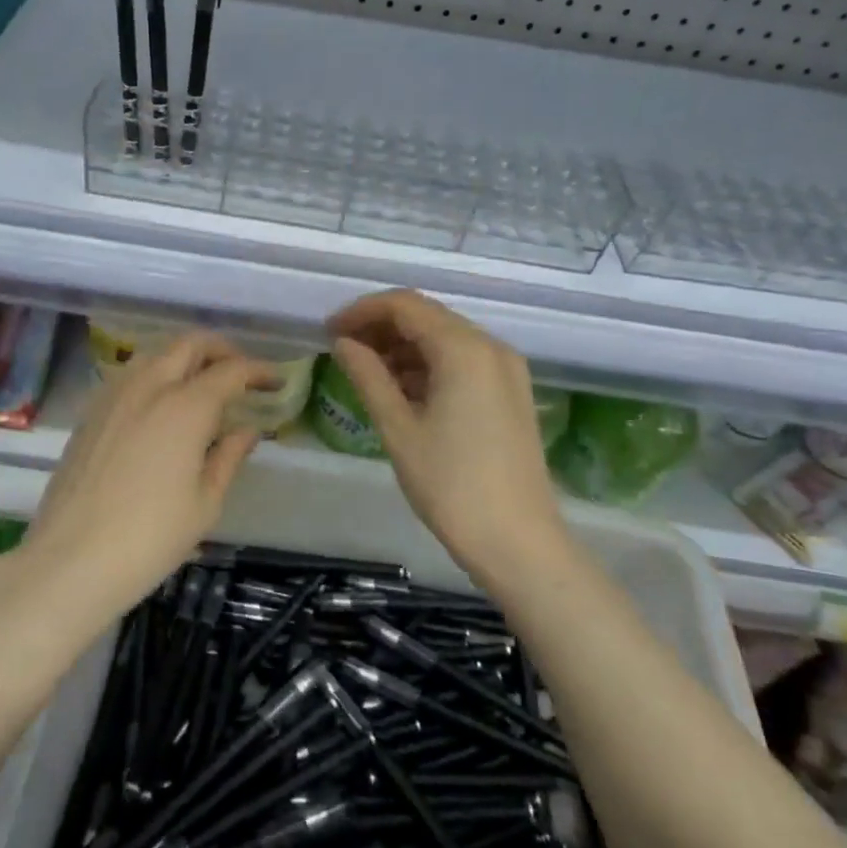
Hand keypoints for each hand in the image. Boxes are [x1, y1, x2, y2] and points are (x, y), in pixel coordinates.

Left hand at [22, 332, 275, 610]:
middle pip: (189, 344)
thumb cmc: (150, 538)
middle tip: (240, 373)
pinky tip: (162, 409)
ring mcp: (113, 396)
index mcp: (186, 407)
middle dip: (221, 350)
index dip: (258, 370)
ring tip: (202, 388)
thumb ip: (229, 457)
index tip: (276, 381)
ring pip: (155, 355)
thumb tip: (248, 430)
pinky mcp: (90, 413)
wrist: (71, 560)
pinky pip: (130, 377)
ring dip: (185, 359)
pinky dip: (155, 377)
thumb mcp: (205, 502)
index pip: (231, 371)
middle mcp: (149, 387)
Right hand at [329, 289, 565, 576]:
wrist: (518, 541)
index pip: (405, 306)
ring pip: (445, 339)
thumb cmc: (451, 485)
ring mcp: (506, 370)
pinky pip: (463, 362)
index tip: (329, 332)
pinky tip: (402, 390)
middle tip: (343, 351)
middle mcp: (491, 347)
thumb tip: (343, 343)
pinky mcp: (511, 392)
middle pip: (428, 317)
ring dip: (404, 348)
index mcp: (464, 349)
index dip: (362, 312)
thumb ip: (368, 376)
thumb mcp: (399, 429)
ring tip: (366, 374)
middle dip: (381, 328)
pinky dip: (429, 366)